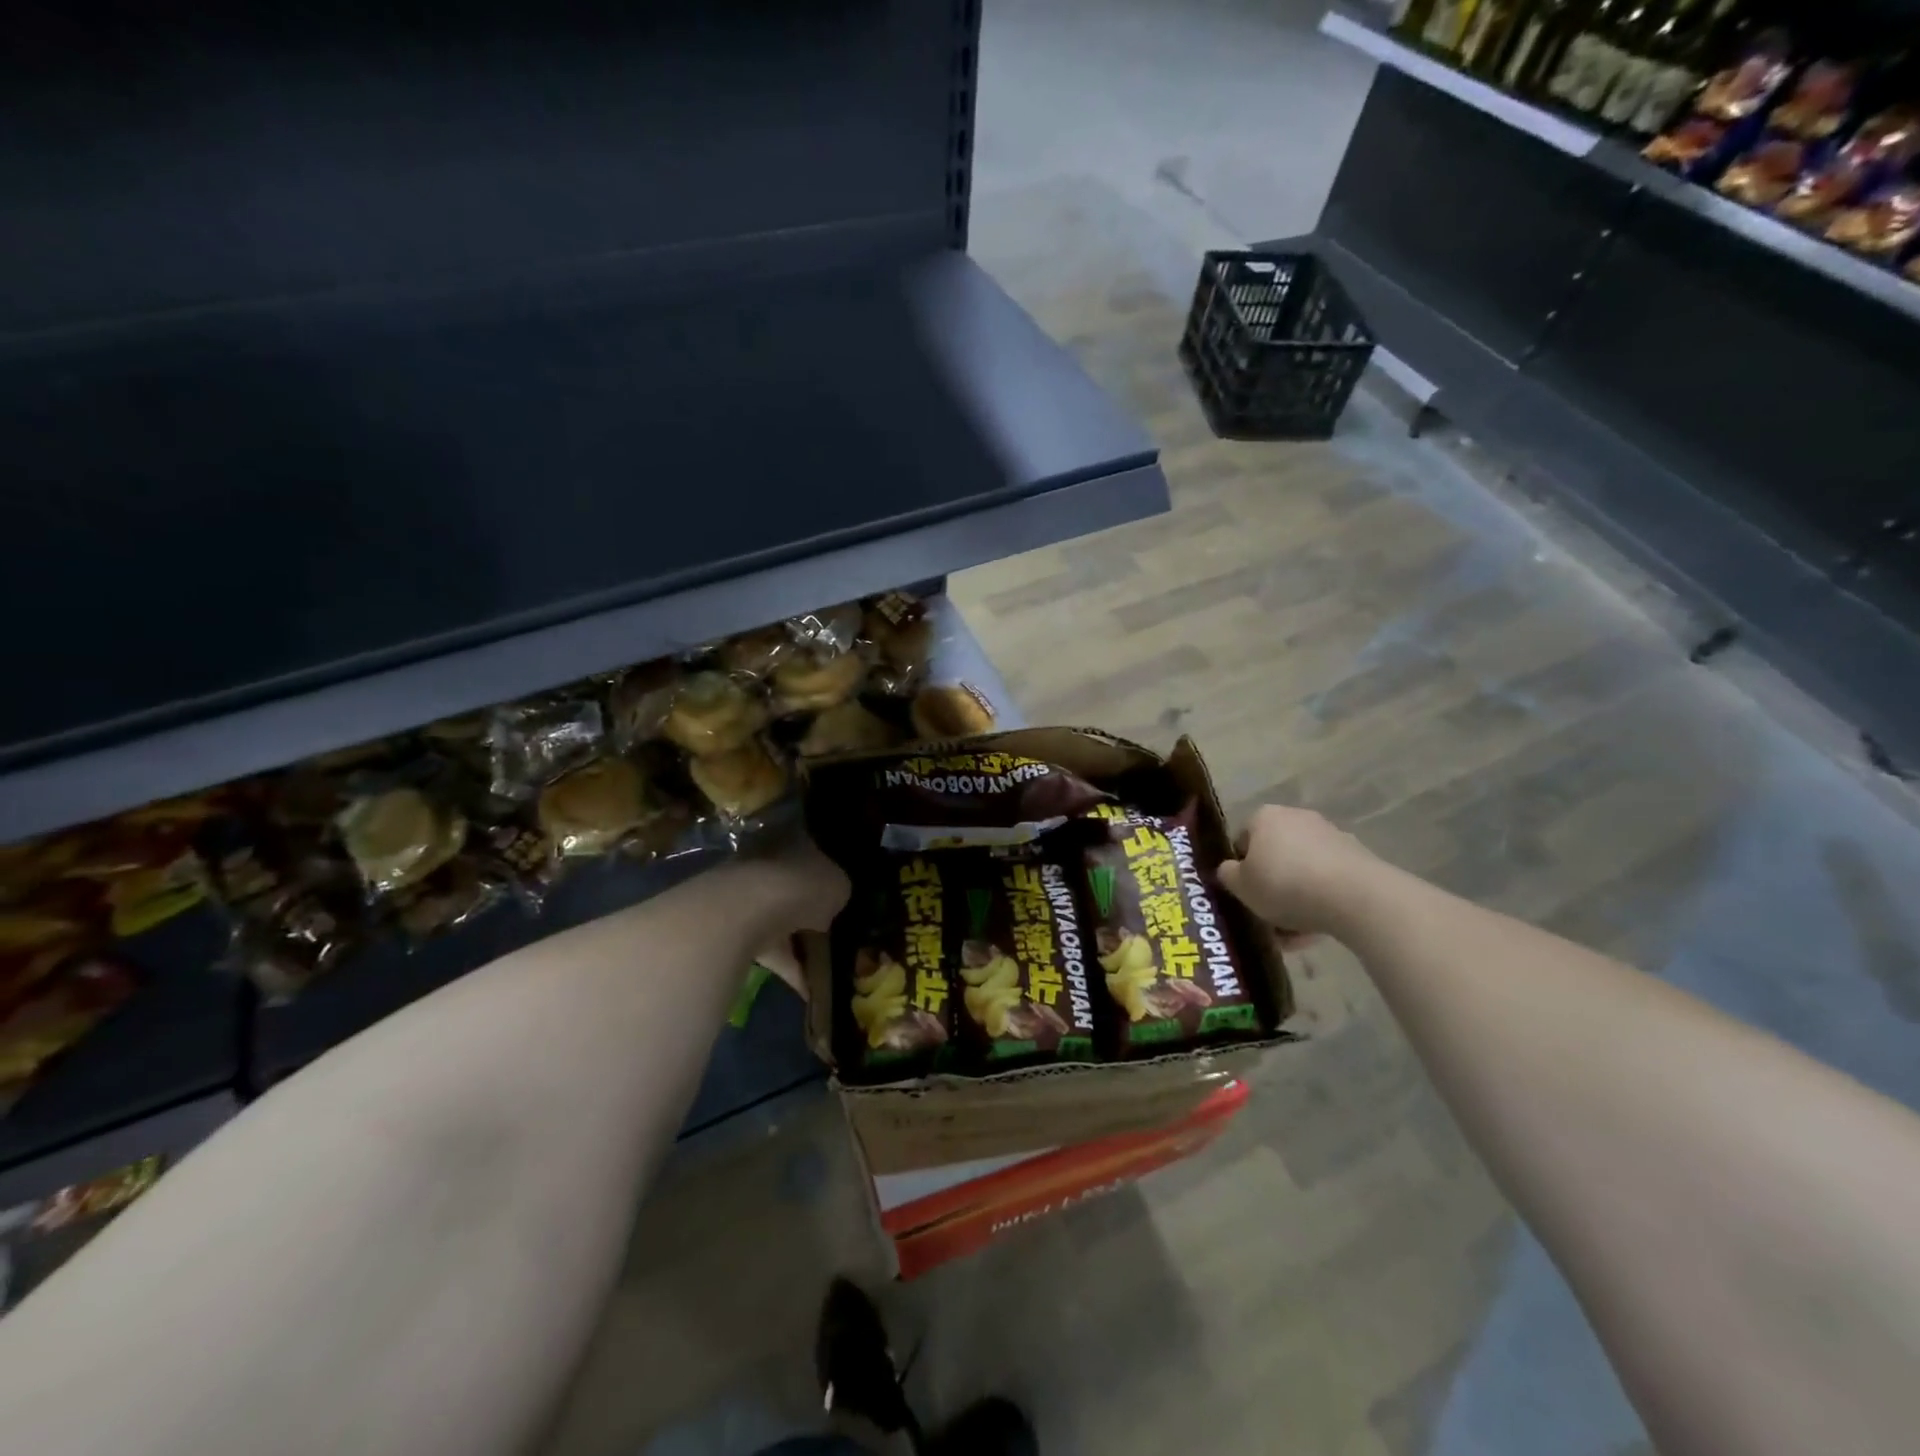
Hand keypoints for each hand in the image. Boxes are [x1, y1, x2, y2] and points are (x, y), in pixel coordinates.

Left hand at [730, 830, 850, 995]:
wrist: (746, 911)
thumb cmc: (800, 885)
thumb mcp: (838, 885)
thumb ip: (836, 891)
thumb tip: (831, 901)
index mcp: (791, 840)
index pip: (811, 851)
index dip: (825, 874)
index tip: (837, 896)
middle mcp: (764, 861)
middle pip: (791, 886)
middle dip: (807, 908)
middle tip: (830, 930)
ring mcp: (744, 895)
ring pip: (777, 919)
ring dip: (795, 941)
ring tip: (822, 967)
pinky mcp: (731, 929)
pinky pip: (767, 949)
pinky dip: (786, 968)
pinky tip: (805, 988)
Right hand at [1218, 805, 1382, 941]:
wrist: (1354, 896)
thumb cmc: (1284, 884)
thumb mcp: (1241, 886)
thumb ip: (1228, 876)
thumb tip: (1230, 870)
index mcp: (1264, 817)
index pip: (1242, 840)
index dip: (1240, 868)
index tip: (1243, 893)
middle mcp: (1296, 817)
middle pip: (1274, 855)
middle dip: (1270, 884)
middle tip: (1266, 914)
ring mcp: (1330, 835)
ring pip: (1302, 870)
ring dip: (1295, 897)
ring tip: (1292, 935)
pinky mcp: (1357, 857)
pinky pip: (1327, 880)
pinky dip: (1320, 900)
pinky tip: (1316, 930)